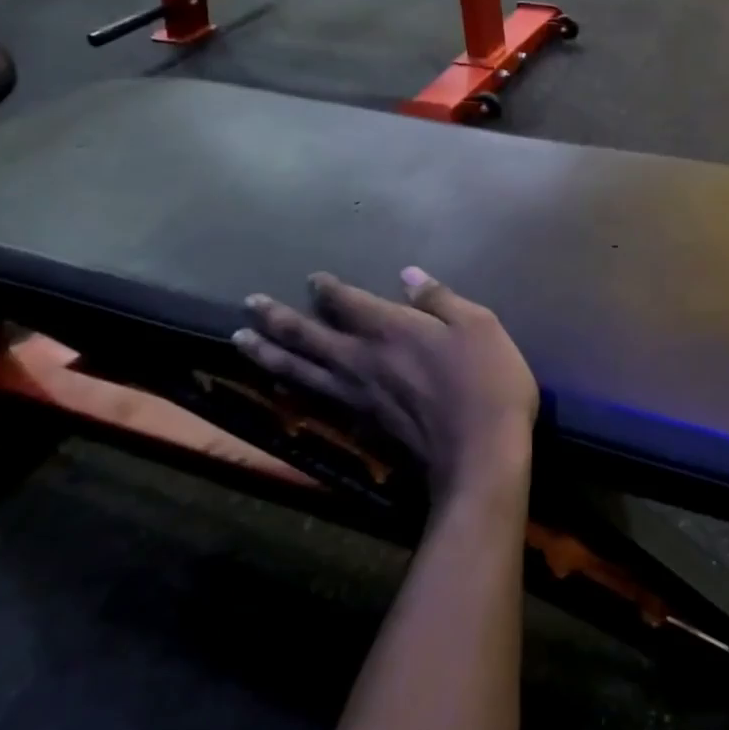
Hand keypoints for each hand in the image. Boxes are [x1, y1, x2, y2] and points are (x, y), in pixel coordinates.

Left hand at [234, 269, 537, 508]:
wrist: (479, 454)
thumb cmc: (487, 382)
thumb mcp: (478, 326)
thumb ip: (440, 300)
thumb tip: (407, 275)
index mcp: (391, 329)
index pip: (347, 302)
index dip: (327, 289)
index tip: (312, 279)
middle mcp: (362, 359)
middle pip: (308, 336)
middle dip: (277, 318)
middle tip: (249, 305)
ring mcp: (356, 396)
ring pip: (300, 370)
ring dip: (268, 353)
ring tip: (241, 341)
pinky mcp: (361, 425)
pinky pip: (315, 400)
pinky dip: (292, 389)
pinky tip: (281, 387)